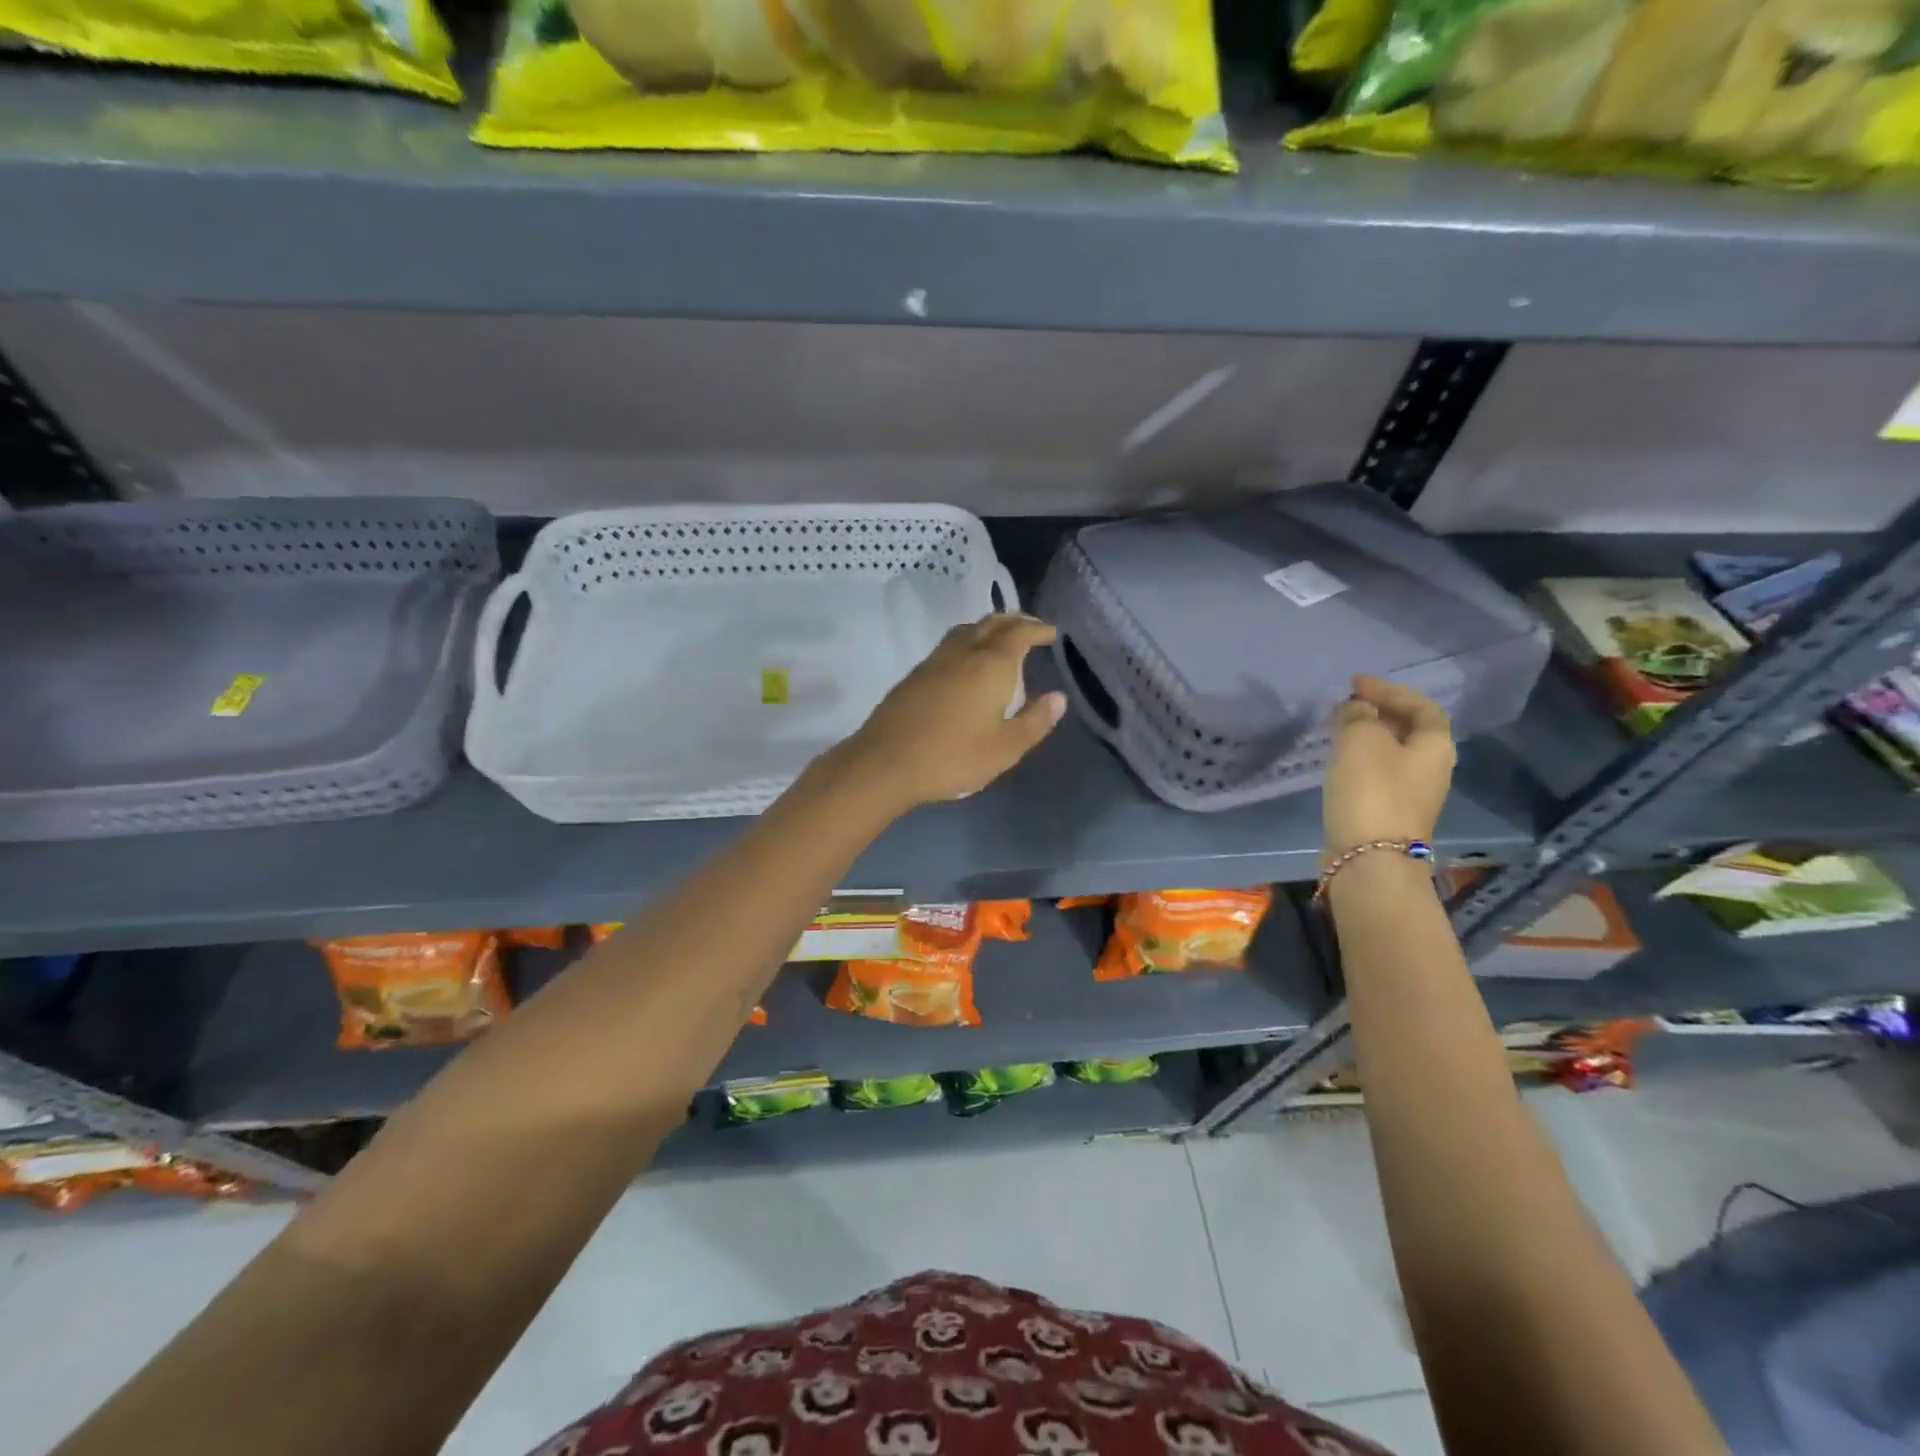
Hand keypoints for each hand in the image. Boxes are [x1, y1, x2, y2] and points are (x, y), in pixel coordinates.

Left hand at [838, 614, 1066, 811]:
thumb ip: (1035, 721)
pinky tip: (967, 663)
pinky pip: (949, 645)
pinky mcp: (914, 675)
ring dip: (988, 628)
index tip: (1052, 632)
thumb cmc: (953, 757)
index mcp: (991, 665)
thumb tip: (1058, 698)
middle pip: (992, 623)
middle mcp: (963, 653)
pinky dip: (968, 642)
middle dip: (1015, 621)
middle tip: (1031, 628)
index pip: (1019, 633)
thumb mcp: (1005, 748)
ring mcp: (934, 661)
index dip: (1038, 628)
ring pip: (966, 630)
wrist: (886, 763)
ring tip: (1000, 640)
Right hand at [1323, 674, 1455, 854]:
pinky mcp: (1389, 813)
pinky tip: (1339, 760)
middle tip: (1347, 703)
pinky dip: (1360, 759)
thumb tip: (1356, 709)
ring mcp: (1412, 794)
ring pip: (1392, 753)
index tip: (1355, 683)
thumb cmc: (1371, 789)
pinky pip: (1377, 774)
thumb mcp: (1361, 739)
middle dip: (1380, 713)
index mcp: (1435, 745)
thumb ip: (1358, 715)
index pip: (1420, 706)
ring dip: (1368, 737)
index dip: (1389, 690)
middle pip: (1409, 730)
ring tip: (1338, 728)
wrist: (1369, 856)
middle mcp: (1432, 768)